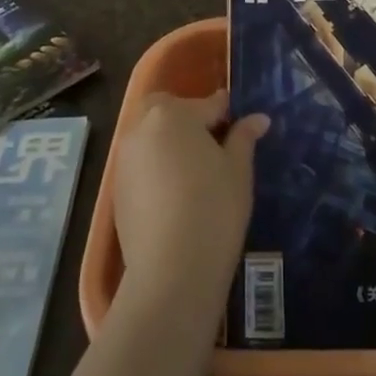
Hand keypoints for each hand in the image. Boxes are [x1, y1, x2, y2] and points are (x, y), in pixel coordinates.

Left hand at [114, 90, 267, 306]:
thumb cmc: (213, 209)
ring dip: (169, 140)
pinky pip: (140, 163)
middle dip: (187, 117)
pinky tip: (175, 191)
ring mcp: (125, 158)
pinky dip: (156, 165)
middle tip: (212, 142)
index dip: (226, 112)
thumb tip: (258, 118)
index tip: (241, 124)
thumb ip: (244, 138)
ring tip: (195, 168)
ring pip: (150, 135)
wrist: (171, 271)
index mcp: (173, 114)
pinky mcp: (117, 188)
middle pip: (166, 109)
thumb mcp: (238, 171)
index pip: (206, 104)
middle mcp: (142, 127)